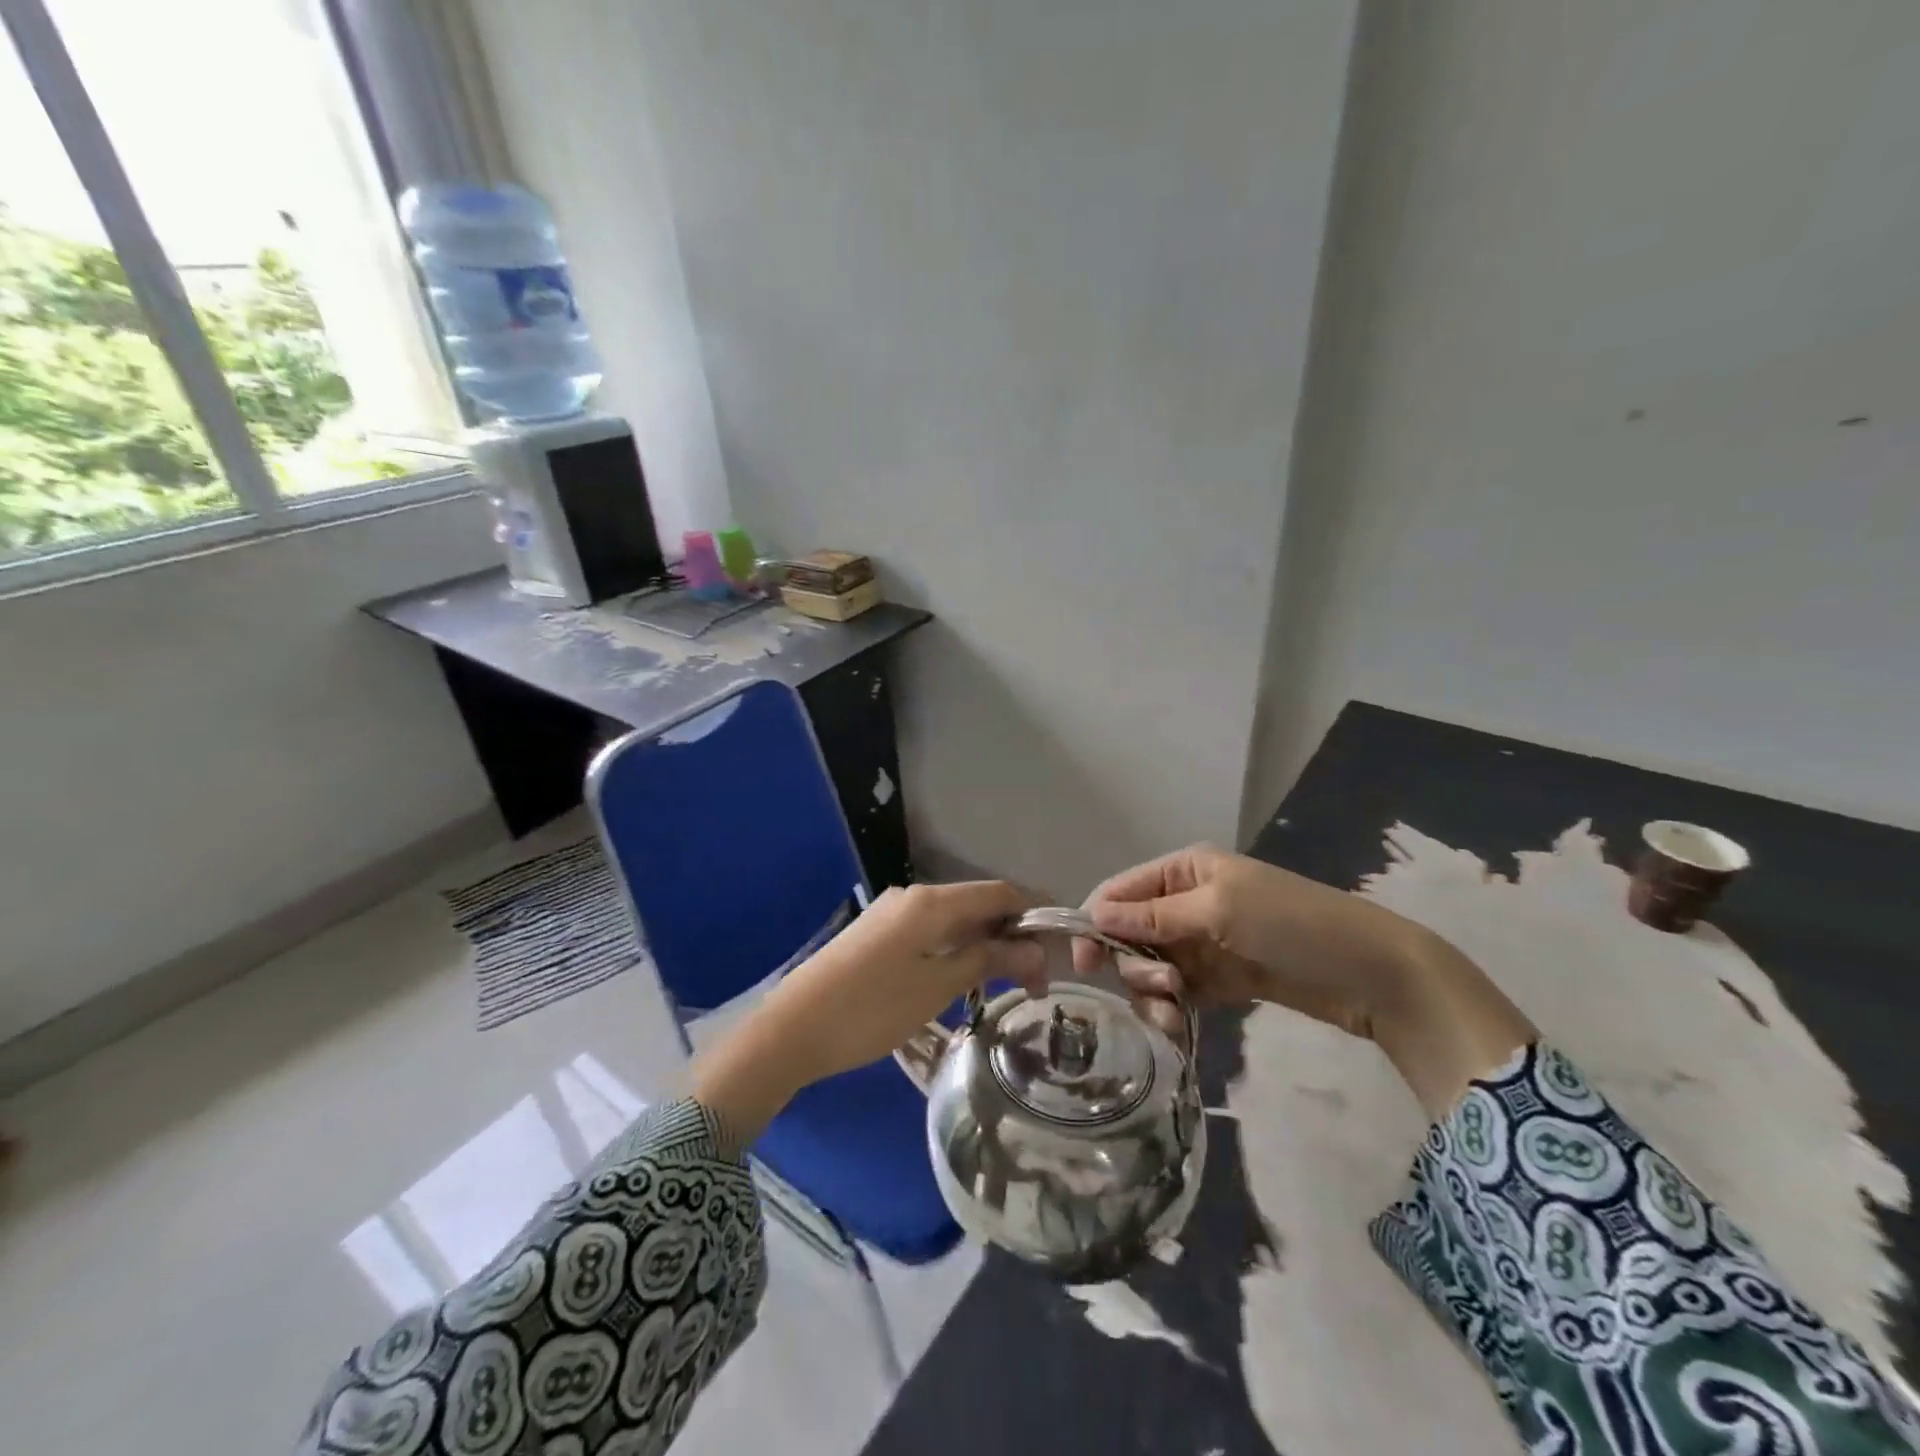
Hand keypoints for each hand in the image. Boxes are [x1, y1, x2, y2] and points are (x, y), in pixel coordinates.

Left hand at [692, 881, 1044, 1139]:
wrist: (792, 1029)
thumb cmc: (872, 1009)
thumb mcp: (938, 986)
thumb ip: (988, 959)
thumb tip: (1035, 947)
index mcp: (932, 902)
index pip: (999, 892)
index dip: (1034, 914)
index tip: (1059, 951)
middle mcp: (913, 896)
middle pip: (977, 904)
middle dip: (1011, 935)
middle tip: (1035, 981)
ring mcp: (891, 914)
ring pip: (953, 920)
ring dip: (984, 944)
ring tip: (1005, 985)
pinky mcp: (877, 934)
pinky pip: (930, 932)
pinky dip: (956, 949)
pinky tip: (963, 978)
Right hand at [1076, 845, 1416, 1035]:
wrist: (1371, 974)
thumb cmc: (1291, 923)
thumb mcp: (1218, 910)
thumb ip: (1152, 916)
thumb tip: (1093, 915)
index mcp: (1184, 871)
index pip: (1119, 892)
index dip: (1095, 924)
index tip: (1082, 966)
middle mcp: (1186, 902)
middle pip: (1130, 934)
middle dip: (1134, 965)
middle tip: (1163, 987)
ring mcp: (1204, 942)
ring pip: (1150, 967)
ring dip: (1152, 992)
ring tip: (1175, 1013)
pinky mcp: (1221, 979)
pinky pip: (1178, 993)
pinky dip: (1172, 1010)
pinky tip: (1180, 1028)